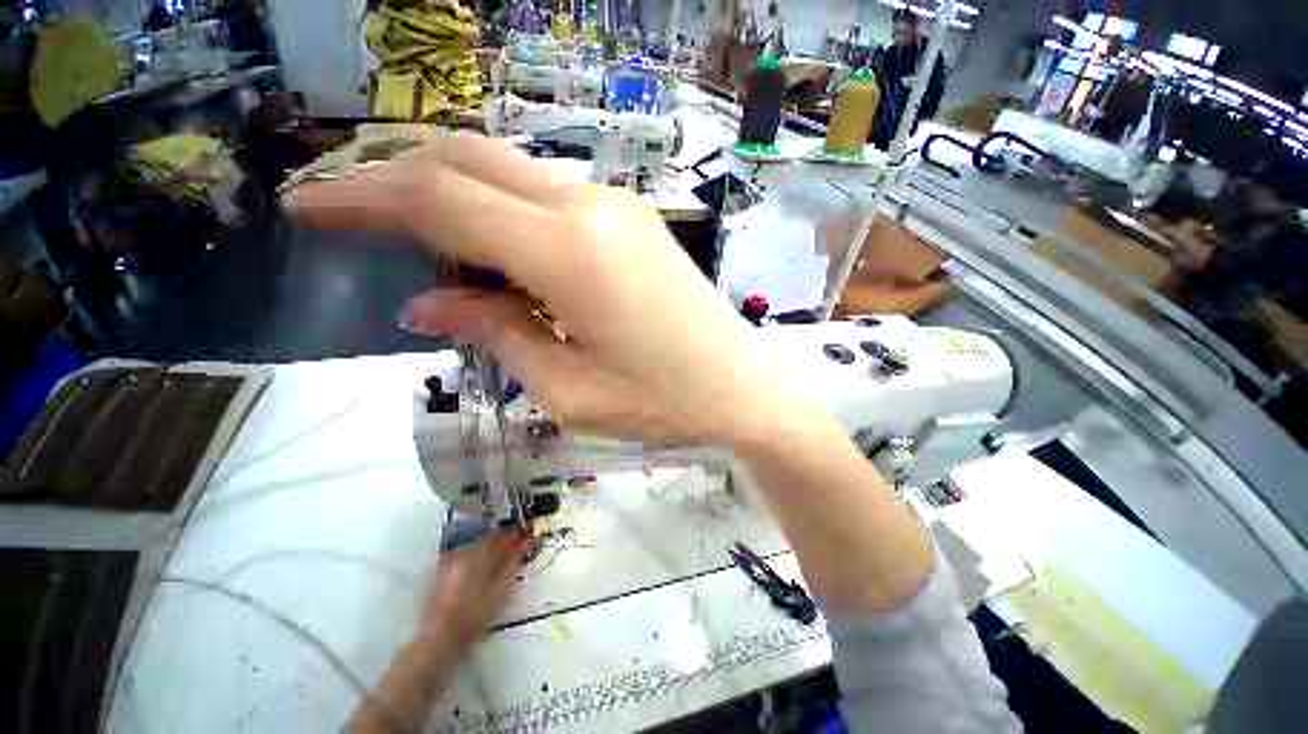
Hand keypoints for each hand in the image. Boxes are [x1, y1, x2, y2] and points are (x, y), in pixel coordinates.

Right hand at [286, 132, 788, 448]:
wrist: (741, 390)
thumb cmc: (662, 405)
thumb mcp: (569, 390)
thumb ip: (496, 334)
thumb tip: (428, 304)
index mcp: (567, 251)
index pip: (437, 199)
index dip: (362, 197)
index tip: (309, 209)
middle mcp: (589, 207)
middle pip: (468, 160)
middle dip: (400, 177)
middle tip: (354, 215)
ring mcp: (619, 208)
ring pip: (511, 172)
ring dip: (456, 194)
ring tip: (422, 245)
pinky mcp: (636, 221)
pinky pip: (553, 198)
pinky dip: (506, 212)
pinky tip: (498, 255)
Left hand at [421, 529, 531, 653]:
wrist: (439, 639)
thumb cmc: (475, 615)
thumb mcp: (500, 588)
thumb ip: (514, 560)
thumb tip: (528, 540)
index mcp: (477, 553)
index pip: (503, 536)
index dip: (518, 534)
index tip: (531, 533)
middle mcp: (463, 551)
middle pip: (489, 539)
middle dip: (506, 540)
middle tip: (522, 544)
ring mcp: (451, 559)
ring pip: (478, 546)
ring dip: (493, 548)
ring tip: (506, 557)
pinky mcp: (444, 570)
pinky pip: (468, 554)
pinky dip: (480, 556)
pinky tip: (487, 567)